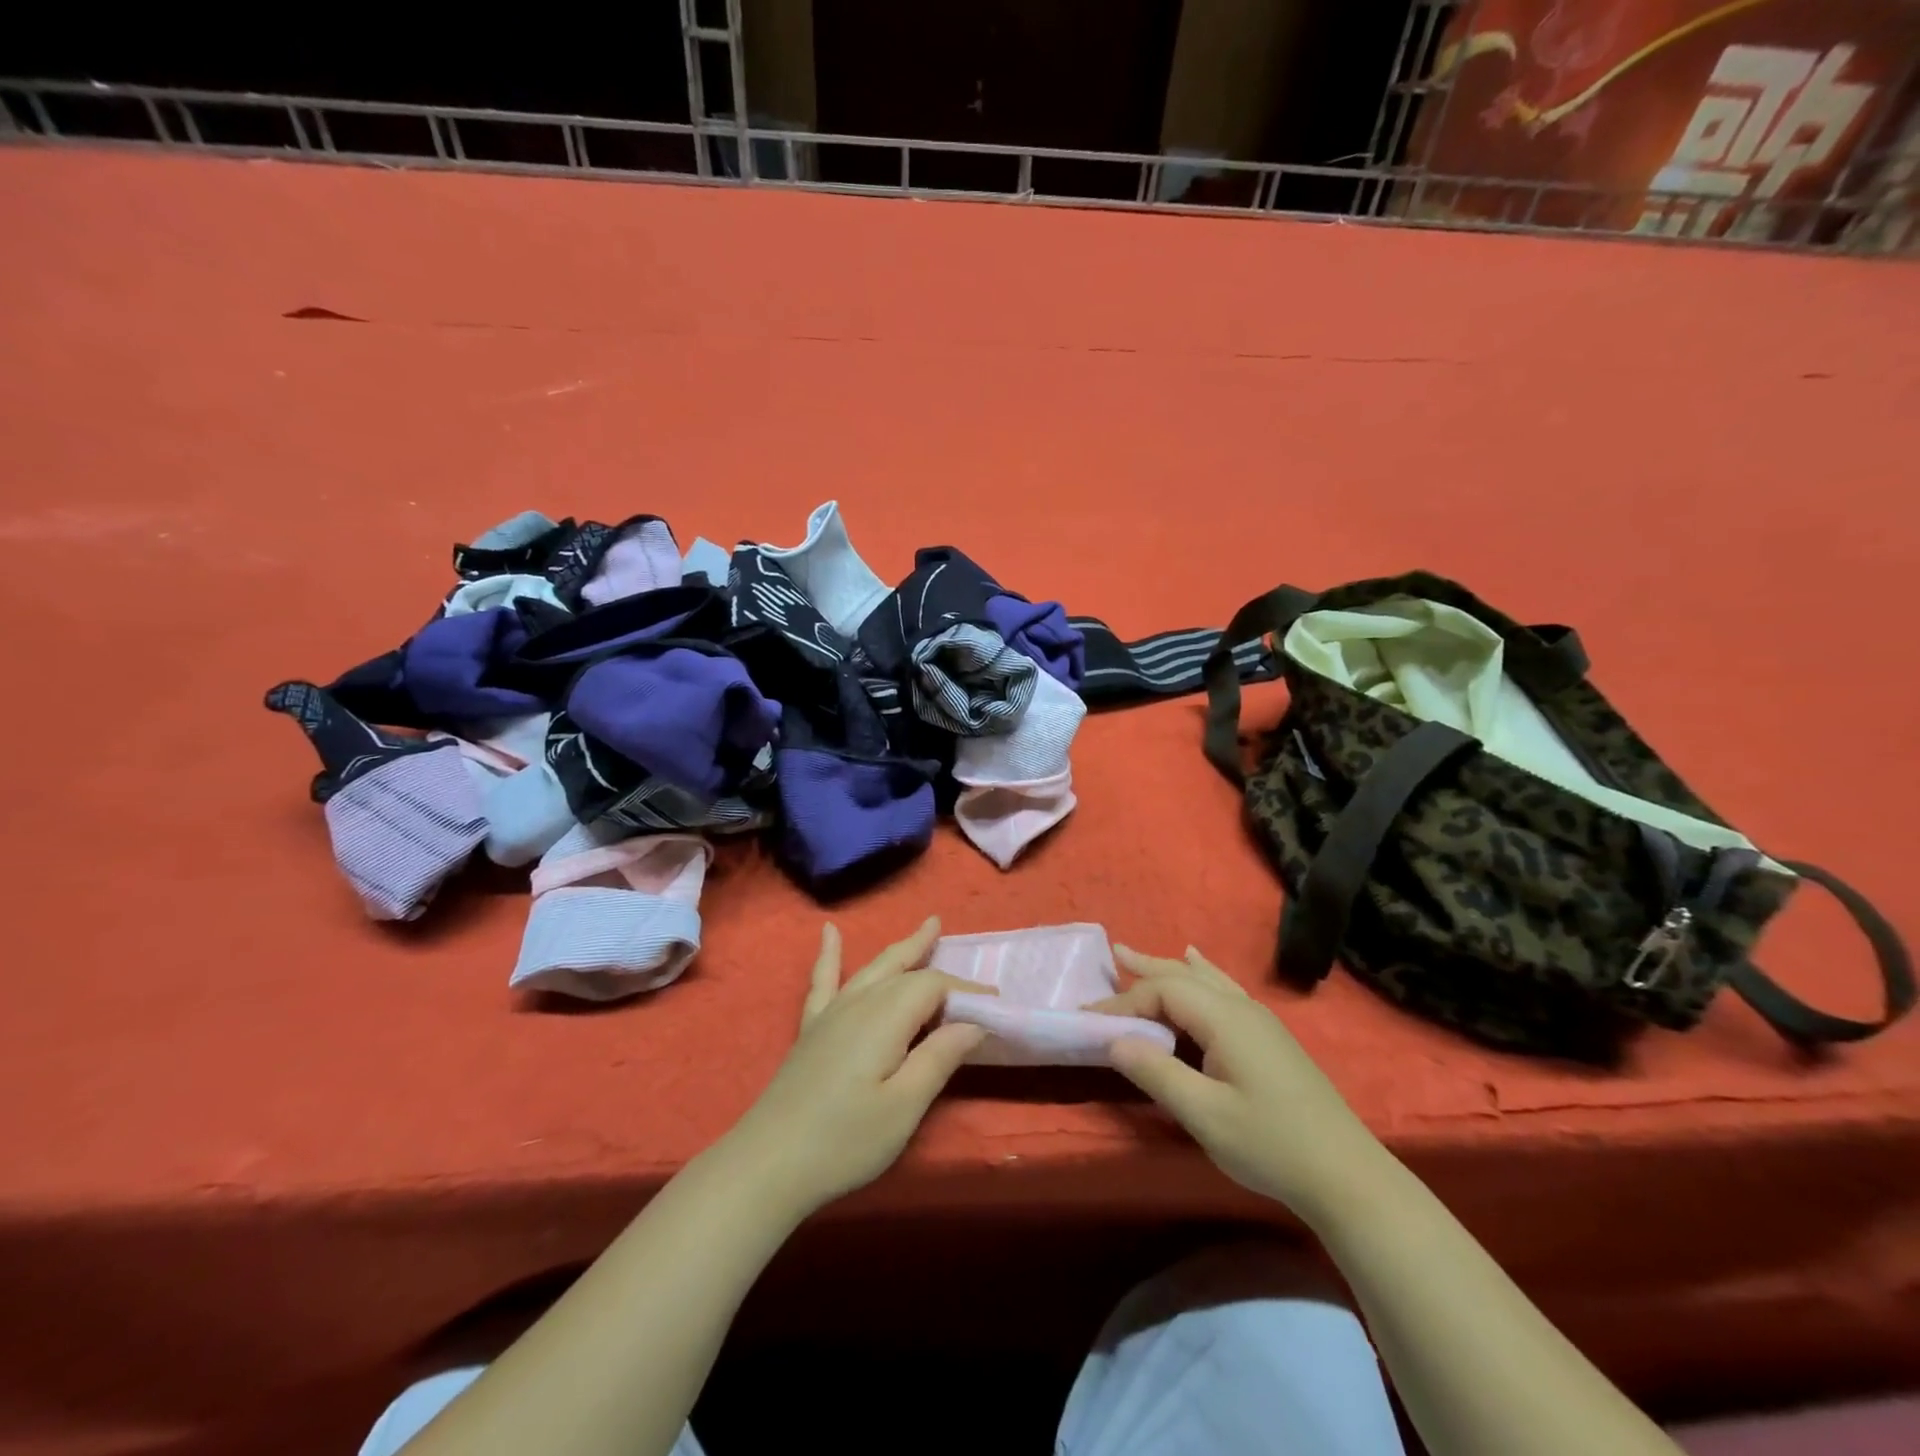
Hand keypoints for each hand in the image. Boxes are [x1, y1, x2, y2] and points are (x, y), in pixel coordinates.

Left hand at [724, 917, 988, 1216]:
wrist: (767, 1163)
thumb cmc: (844, 1140)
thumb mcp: (904, 1107)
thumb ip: (939, 1058)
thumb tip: (973, 1022)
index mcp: (886, 1017)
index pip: (934, 986)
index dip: (967, 991)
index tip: (997, 1004)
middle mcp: (860, 1002)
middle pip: (906, 972)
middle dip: (937, 962)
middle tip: (966, 954)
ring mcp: (831, 1012)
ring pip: (874, 968)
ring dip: (902, 948)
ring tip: (927, 926)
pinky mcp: (811, 1028)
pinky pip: (823, 980)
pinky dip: (828, 955)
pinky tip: (828, 932)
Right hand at [1091, 945, 1388, 1225]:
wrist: (1349, 1177)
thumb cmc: (1271, 1145)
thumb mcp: (1204, 1115)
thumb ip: (1156, 1072)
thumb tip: (1115, 1040)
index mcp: (1224, 1018)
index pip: (1163, 992)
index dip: (1124, 1002)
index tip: (1090, 1019)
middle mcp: (1241, 1008)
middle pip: (1184, 976)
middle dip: (1146, 967)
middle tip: (1115, 954)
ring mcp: (1260, 1021)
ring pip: (1205, 980)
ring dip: (1170, 967)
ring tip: (1143, 955)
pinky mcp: (1270, 1039)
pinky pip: (1224, 990)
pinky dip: (1202, 975)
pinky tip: (1202, 967)